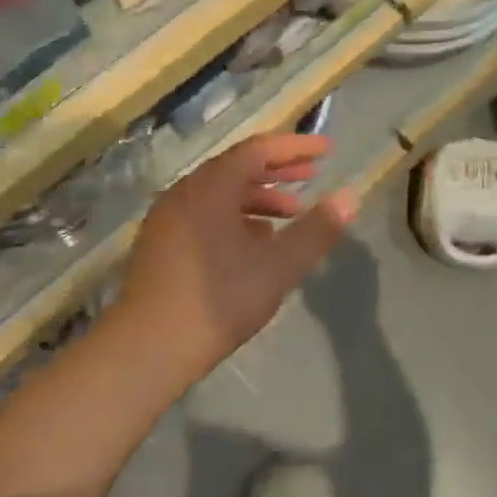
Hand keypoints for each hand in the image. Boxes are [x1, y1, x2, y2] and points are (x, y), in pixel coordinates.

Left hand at [111, 134, 356, 384]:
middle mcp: (186, 192)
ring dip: (258, 197)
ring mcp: (168, 218)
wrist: (146, 349)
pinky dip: (236, 216)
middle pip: (237, 167)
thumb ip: (316, 230)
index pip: (258, 150)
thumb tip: (350, 197)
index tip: (326, 150)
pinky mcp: (161, 243)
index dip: (295, 147)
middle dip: (278, 170)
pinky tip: (255, 241)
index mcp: (211, 187)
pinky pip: (205, 214)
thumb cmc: (217, 300)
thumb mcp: (277, 266)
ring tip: (291, 213)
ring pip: (220, 193)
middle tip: (313, 175)